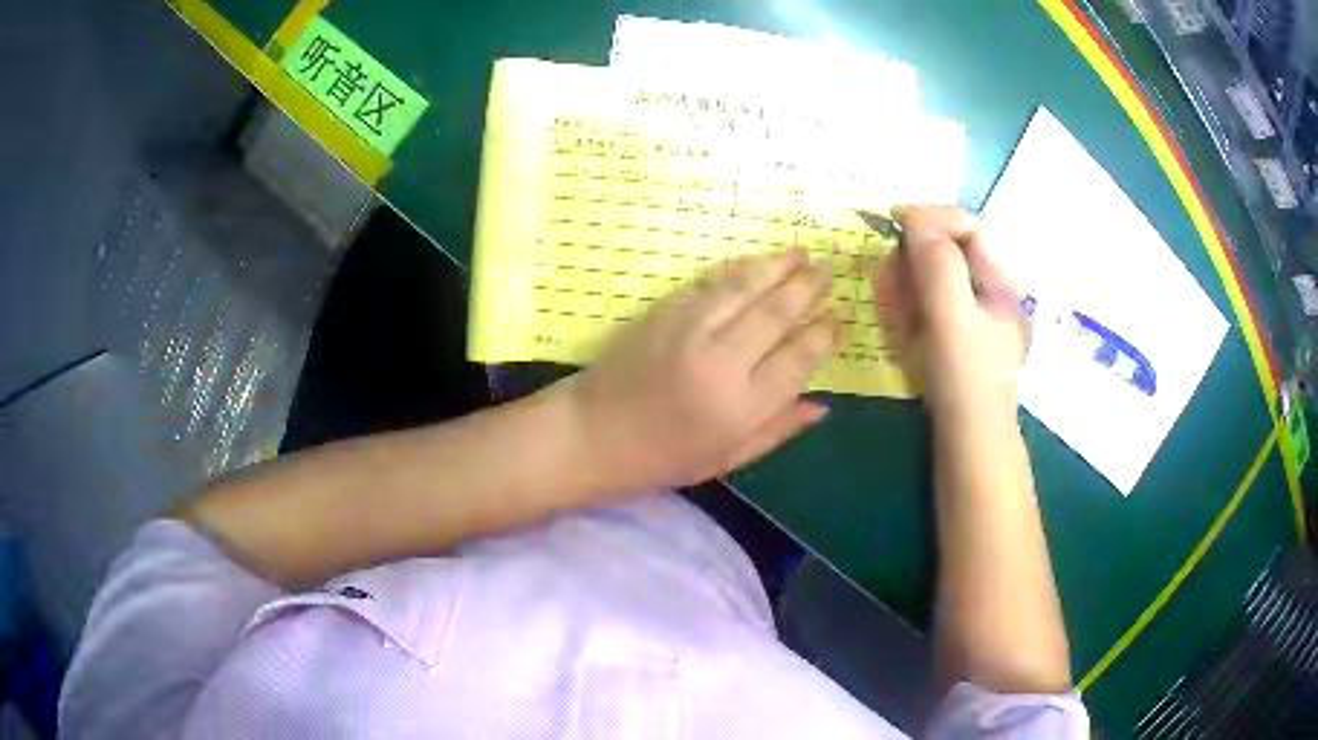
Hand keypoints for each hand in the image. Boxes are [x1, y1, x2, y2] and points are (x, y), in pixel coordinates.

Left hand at [562, 249, 836, 494]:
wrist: (594, 434)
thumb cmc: (663, 458)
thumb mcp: (728, 459)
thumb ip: (778, 430)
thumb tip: (823, 405)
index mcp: (741, 407)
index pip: (797, 359)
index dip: (822, 335)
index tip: (837, 320)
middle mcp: (721, 362)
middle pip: (776, 313)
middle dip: (807, 287)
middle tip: (827, 270)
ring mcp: (688, 330)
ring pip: (744, 287)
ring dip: (776, 266)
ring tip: (799, 253)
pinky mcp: (663, 312)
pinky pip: (710, 284)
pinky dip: (738, 270)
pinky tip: (755, 263)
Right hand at [873, 206, 1026, 423]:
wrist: (969, 445)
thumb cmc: (967, 381)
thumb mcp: (953, 318)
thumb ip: (938, 265)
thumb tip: (916, 220)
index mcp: (1000, 282)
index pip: (969, 227)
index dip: (933, 219)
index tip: (894, 224)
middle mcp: (989, 293)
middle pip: (948, 251)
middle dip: (915, 260)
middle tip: (891, 279)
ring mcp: (972, 318)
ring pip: (933, 281)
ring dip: (908, 286)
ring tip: (896, 309)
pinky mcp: (955, 339)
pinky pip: (929, 308)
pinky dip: (911, 310)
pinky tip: (903, 329)